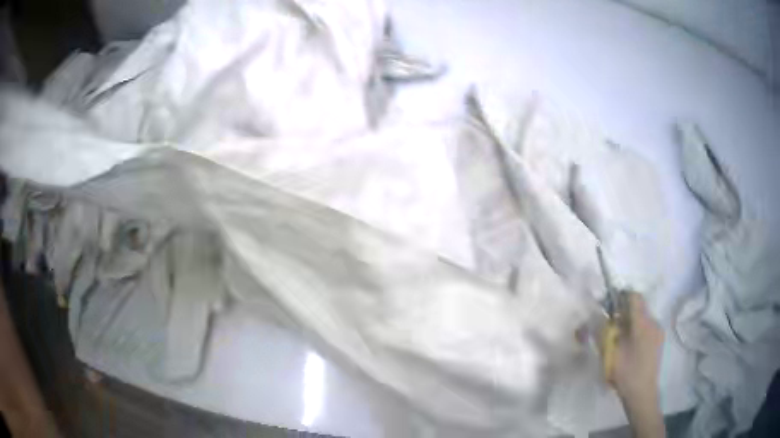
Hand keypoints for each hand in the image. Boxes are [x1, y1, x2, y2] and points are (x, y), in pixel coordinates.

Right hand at [604, 292, 665, 437]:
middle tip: (609, 325)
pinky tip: (628, 346)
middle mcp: (653, 322)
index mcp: (642, 323)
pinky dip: (636, 330)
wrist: (642, 393)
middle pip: (638, 307)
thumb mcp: (610, 353)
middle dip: (623, 312)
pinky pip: (646, 328)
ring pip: (642, 318)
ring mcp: (658, 332)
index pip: (634, 297)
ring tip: (618, 338)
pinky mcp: (658, 341)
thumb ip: (603, 331)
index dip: (621, 296)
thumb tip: (595, 315)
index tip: (608, 305)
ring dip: (629, 322)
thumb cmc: (626, 372)